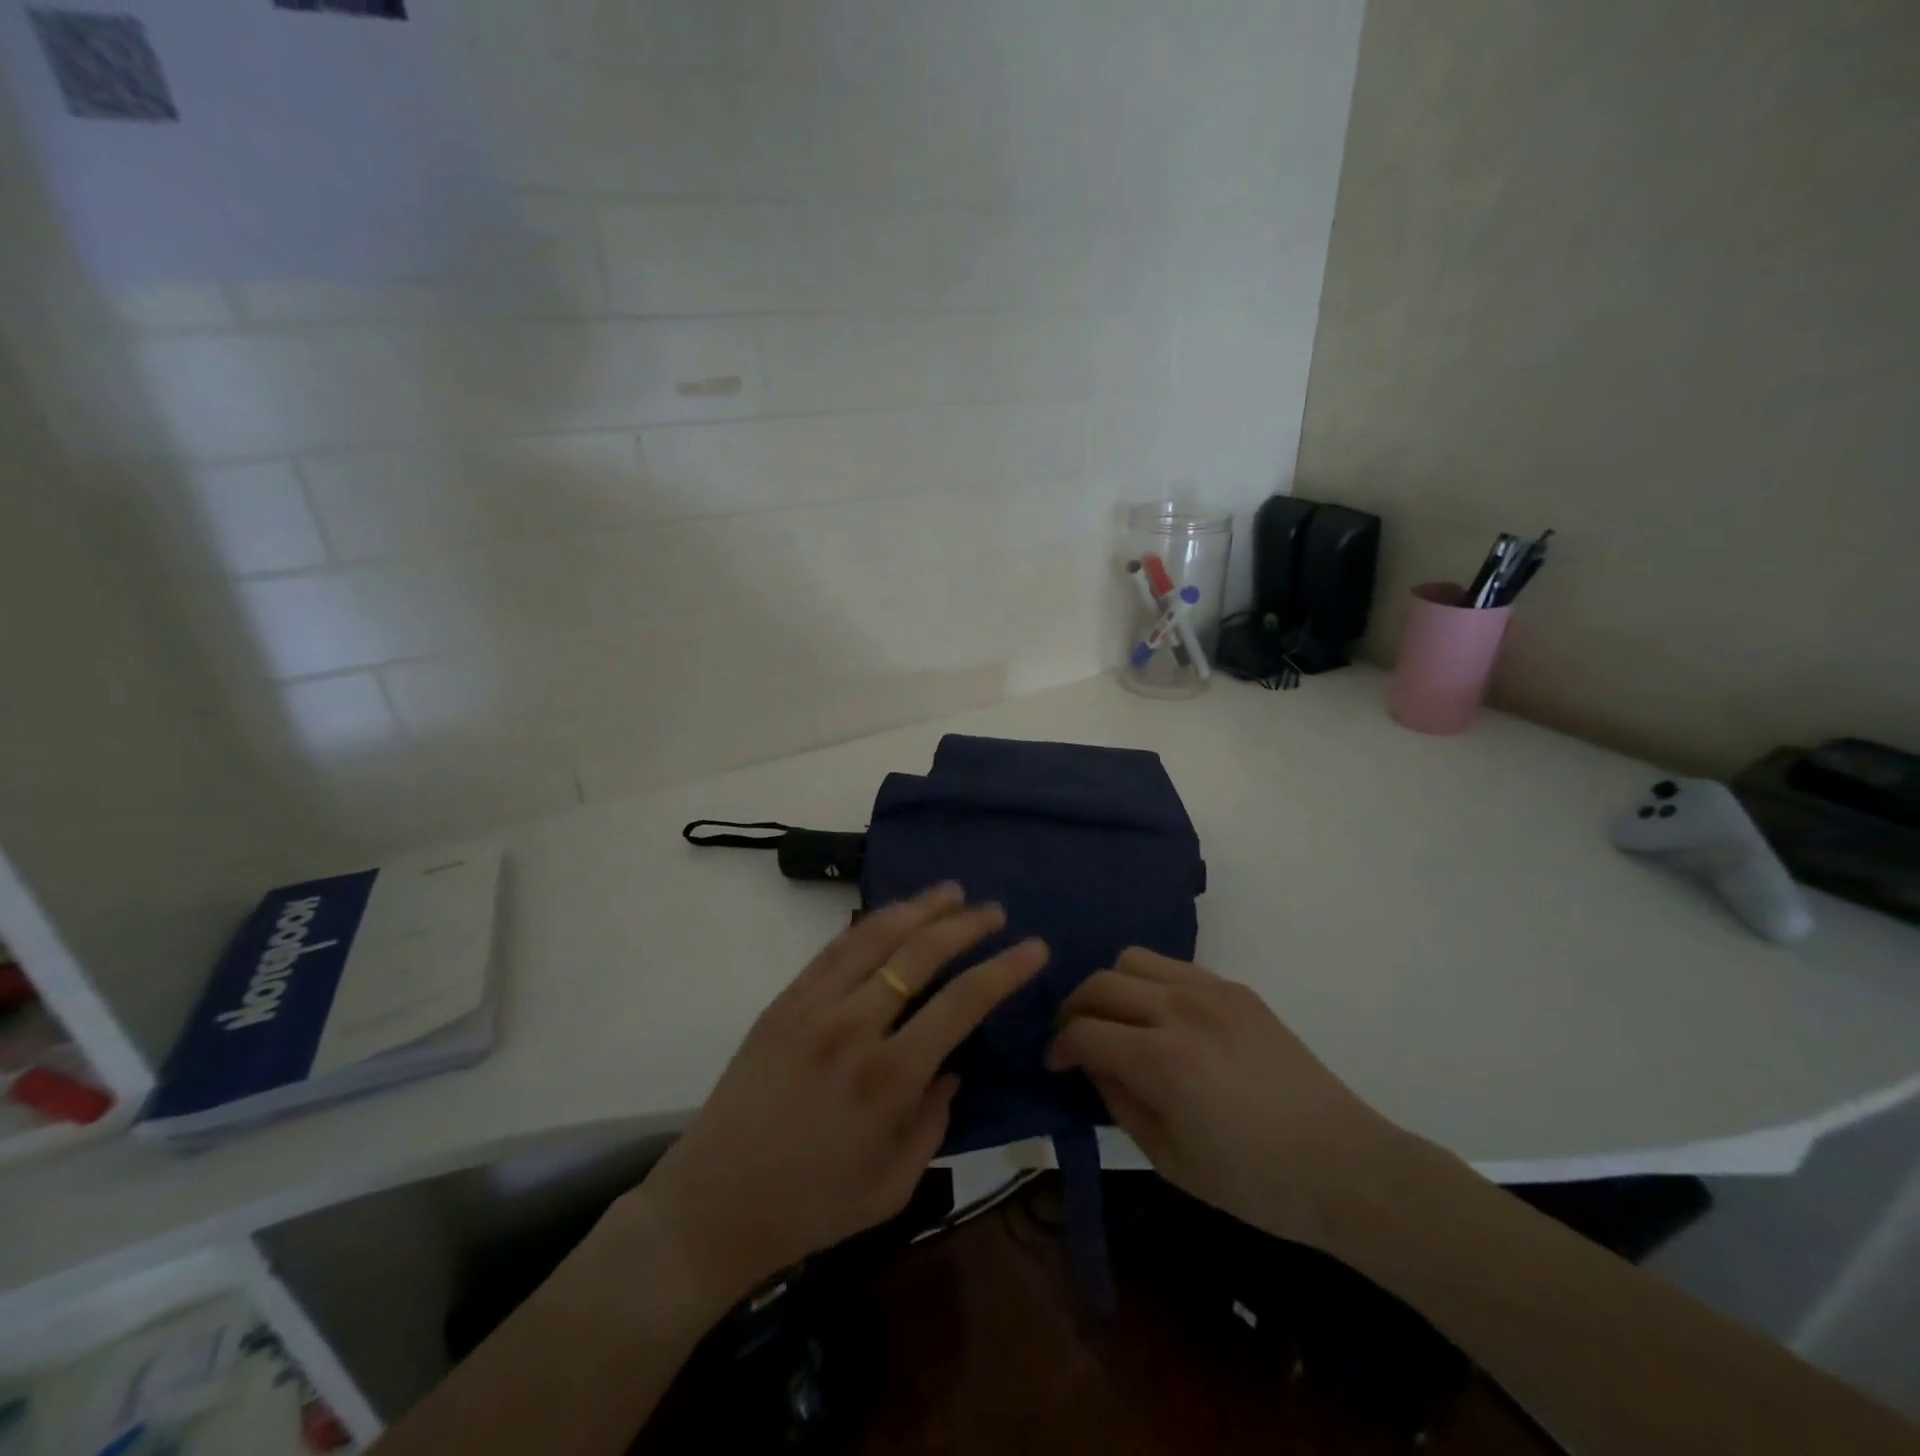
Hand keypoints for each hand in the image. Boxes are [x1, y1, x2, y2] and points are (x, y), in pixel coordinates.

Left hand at [635, 883, 1048, 1308]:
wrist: (710, 1205)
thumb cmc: (810, 1207)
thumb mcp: (893, 1185)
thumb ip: (934, 1121)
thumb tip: (951, 1068)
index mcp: (889, 1078)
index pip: (962, 1003)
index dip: (1004, 970)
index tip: (1033, 947)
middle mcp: (854, 1027)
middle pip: (920, 953)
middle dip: (965, 924)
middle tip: (994, 910)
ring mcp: (813, 1007)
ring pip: (875, 936)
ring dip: (918, 908)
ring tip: (950, 892)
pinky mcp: (783, 1002)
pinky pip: (834, 949)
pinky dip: (869, 925)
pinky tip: (891, 916)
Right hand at [1047, 948, 1406, 1248]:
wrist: (1343, 1166)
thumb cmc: (1253, 1181)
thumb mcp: (1169, 1160)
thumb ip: (1119, 1102)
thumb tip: (1093, 1065)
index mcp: (1161, 1058)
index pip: (1084, 1031)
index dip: (1059, 1046)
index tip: (1054, 1063)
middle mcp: (1179, 1008)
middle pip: (1101, 983)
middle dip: (1075, 1009)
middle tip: (1075, 1040)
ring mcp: (1210, 991)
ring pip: (1133, 959)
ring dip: (1112, 986)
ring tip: (1118, 1020)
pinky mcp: (1235, 989)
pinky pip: (1174, 966)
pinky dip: (1151, 982)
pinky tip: (1162, 1017)